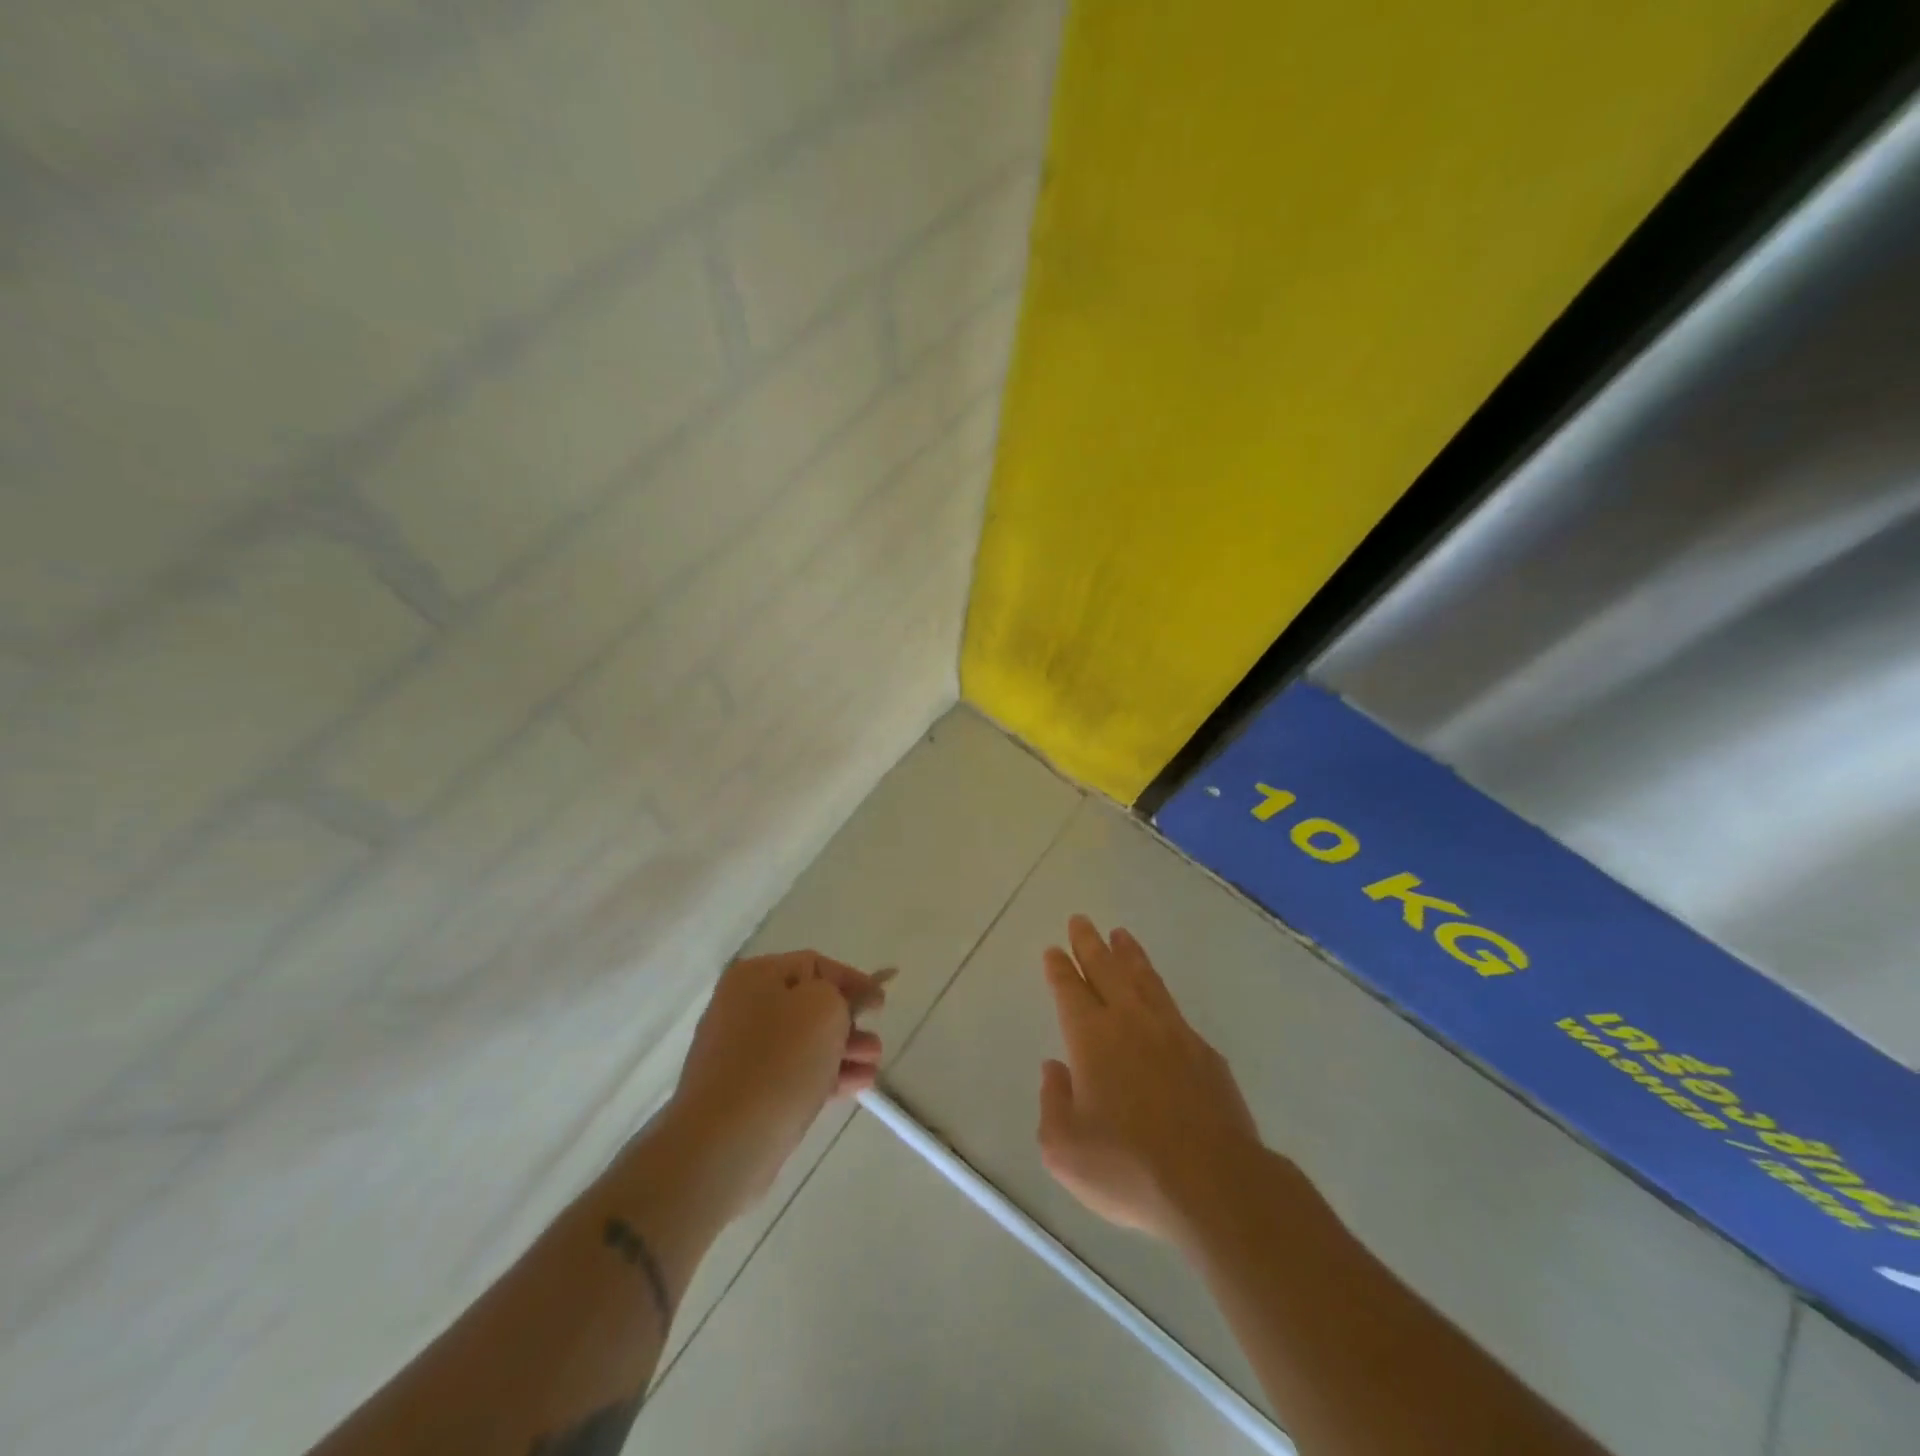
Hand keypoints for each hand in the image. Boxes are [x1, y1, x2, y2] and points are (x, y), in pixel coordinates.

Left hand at [668, 950, 886, 1218]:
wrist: (723, 1142)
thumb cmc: (779, 1060)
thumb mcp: (824, 1008)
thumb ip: (841, 993)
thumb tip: (840, 1002)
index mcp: (755, 976)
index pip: (815, 964)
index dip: (853, 980)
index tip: (881, 1004)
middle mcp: (742, 1006)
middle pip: (808, 1004)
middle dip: (849, 1021)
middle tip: (876, 1040)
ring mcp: (739, 1052)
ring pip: (803, 1042)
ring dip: (842, 1049)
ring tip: (873, 1065)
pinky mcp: (742, 1093)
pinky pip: (791, 1073)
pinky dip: (824, 1074)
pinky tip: (856, 1085)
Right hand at [1037, 916, 1263, 1244]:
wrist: (1214, 1184)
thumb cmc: (1129, 1168)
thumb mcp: (1065, 1149)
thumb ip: (1053, 1103)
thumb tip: (1054, 1070)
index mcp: (1091, 1039)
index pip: (1070, 990)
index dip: (1060, 969)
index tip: (1054, 949)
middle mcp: (1130, 1022)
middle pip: (1106, 970)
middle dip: (1090, 944)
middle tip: (1081, 921)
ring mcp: (1172, 1033)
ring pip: (1144, 979)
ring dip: (1129, 955)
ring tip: (1121, 935)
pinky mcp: (1205, 1053)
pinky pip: (1173, 1006)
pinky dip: (1158, 989)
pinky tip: (1158, 994)